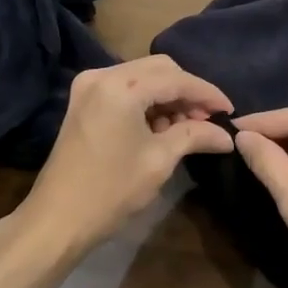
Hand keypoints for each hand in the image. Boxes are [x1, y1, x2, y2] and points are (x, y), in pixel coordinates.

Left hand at [12, 55, 232, 258]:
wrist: (57, 219)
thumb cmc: (111, 190)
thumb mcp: (160, 160)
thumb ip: (195, 136)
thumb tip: (227, 136)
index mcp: (121, 86)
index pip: (177, 79)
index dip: (207, 93)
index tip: (230, 111)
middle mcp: (103, 75)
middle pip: (160, 69)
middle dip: (188, 92)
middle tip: (208, 120)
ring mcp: (89, 86)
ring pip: (143, 77)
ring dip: (169, 97)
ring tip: (188, 127)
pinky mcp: (84, 101)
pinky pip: (126, 88)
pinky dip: (148, 102)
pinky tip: (163, 126)